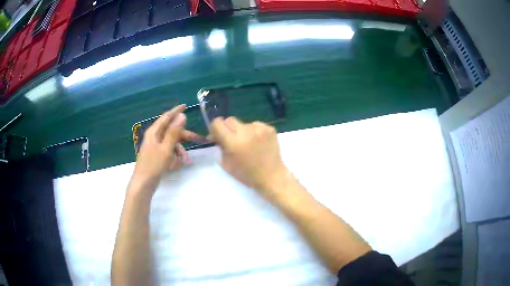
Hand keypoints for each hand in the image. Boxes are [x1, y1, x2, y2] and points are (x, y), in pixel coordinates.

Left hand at [129, 105, 203, 193]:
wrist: (143, 184)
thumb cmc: (153, 165)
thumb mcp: (166, 148)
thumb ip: (174, 132)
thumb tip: (182, 115)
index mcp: (154, 132)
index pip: (166, 117)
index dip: (176, 111)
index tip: (185, 105)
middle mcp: (154, 137)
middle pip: (171, 131)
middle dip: (184, 136)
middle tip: (198, 139)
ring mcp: (155, 146)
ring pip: (171, 142)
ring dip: (180, 149)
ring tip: (185, 159)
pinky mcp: (156, 155)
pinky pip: (168, 150)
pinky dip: (174, 155)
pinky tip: (178, 163)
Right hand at [210, 117, 288, 198]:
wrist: (272, 176)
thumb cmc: (247, 174)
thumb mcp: (227, 164)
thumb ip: (220, 146)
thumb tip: (215, 135)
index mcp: (233, 142)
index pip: (217, 123)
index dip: (215, 128)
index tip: (218, 134)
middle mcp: (245, 132)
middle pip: (230, 120)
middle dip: (228, 128)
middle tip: (232, 138)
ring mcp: (259, 129)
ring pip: (244, 123)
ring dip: (243, 131)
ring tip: (248, 143)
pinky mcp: (269, 128)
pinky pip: (256, 125)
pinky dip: (254, 132)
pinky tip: (258, 143)